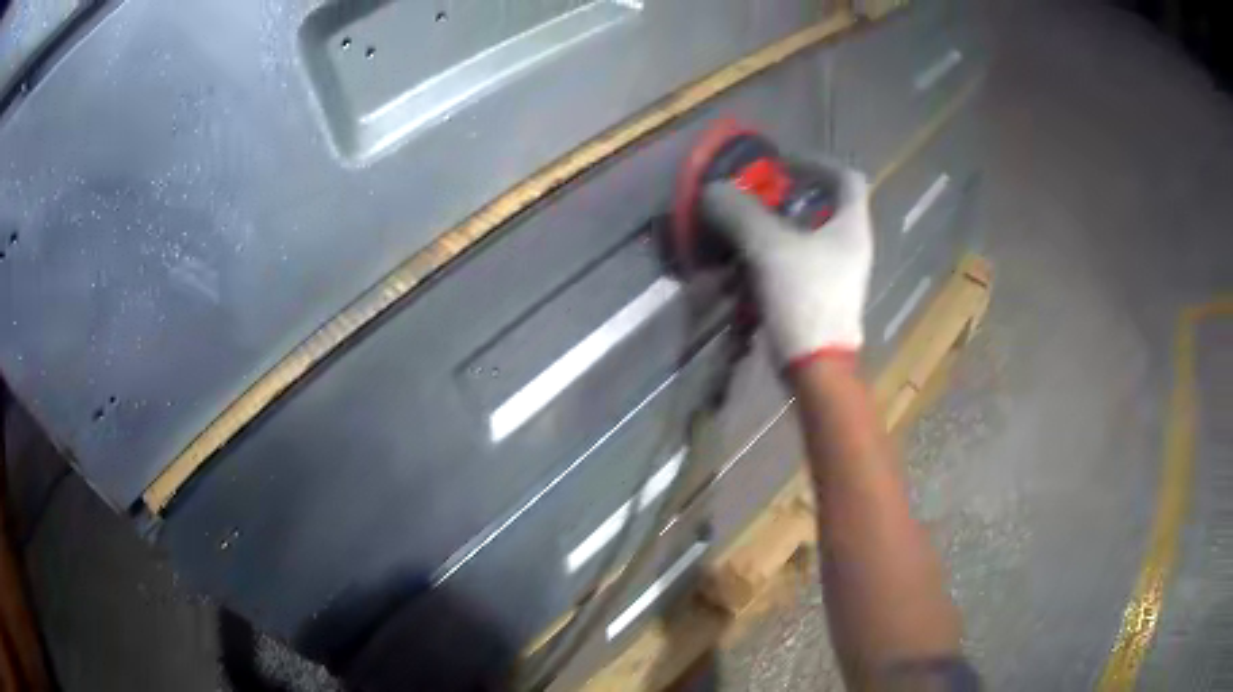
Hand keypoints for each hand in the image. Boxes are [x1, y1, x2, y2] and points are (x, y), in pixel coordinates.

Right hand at [701, 162, 873, 367]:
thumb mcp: (769, 247)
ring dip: (778, 226)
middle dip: (789, 196)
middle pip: (825, 205)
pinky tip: (749, 261)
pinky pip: (801, 261)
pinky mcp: (823, 296)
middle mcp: (852, 246)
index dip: (817, 163)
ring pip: (810, 235)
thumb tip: (713, 189)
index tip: (783, 165)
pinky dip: (777, 254)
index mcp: (851, 226)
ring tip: (745, 227)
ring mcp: (840, 273)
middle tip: (755, 196)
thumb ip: (740, 213)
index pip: (847, 177)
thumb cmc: (805, 298)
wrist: (817, 366)